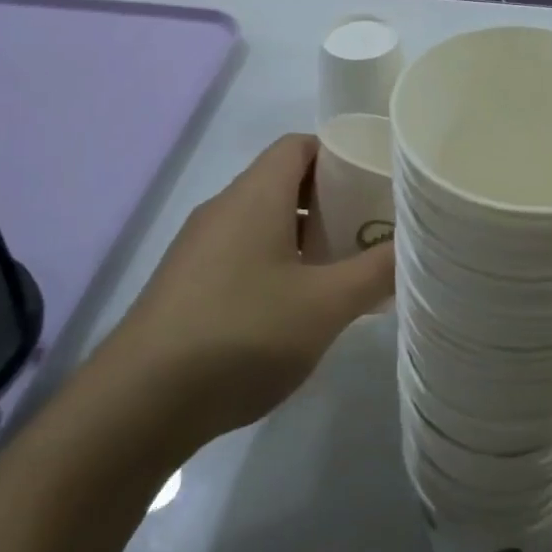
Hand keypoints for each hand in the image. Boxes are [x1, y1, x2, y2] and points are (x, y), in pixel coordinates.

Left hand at [100, 135, 392, 450]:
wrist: (136, 406)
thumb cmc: (241, 334)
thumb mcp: (324, 306)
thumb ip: (376, 271)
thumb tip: (414, 246)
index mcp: (255, 195)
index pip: (300, 145)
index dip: (341, 154)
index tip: (376, 182)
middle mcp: (224, 209)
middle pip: (284, 182)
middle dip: (332, 200)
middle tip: (371, 228)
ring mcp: (199, 248)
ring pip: (264, 221)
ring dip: (305, 236)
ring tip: (343, 270)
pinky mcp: (186, 285)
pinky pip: (242, 253)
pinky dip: (277, 263)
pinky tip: (296, 309)